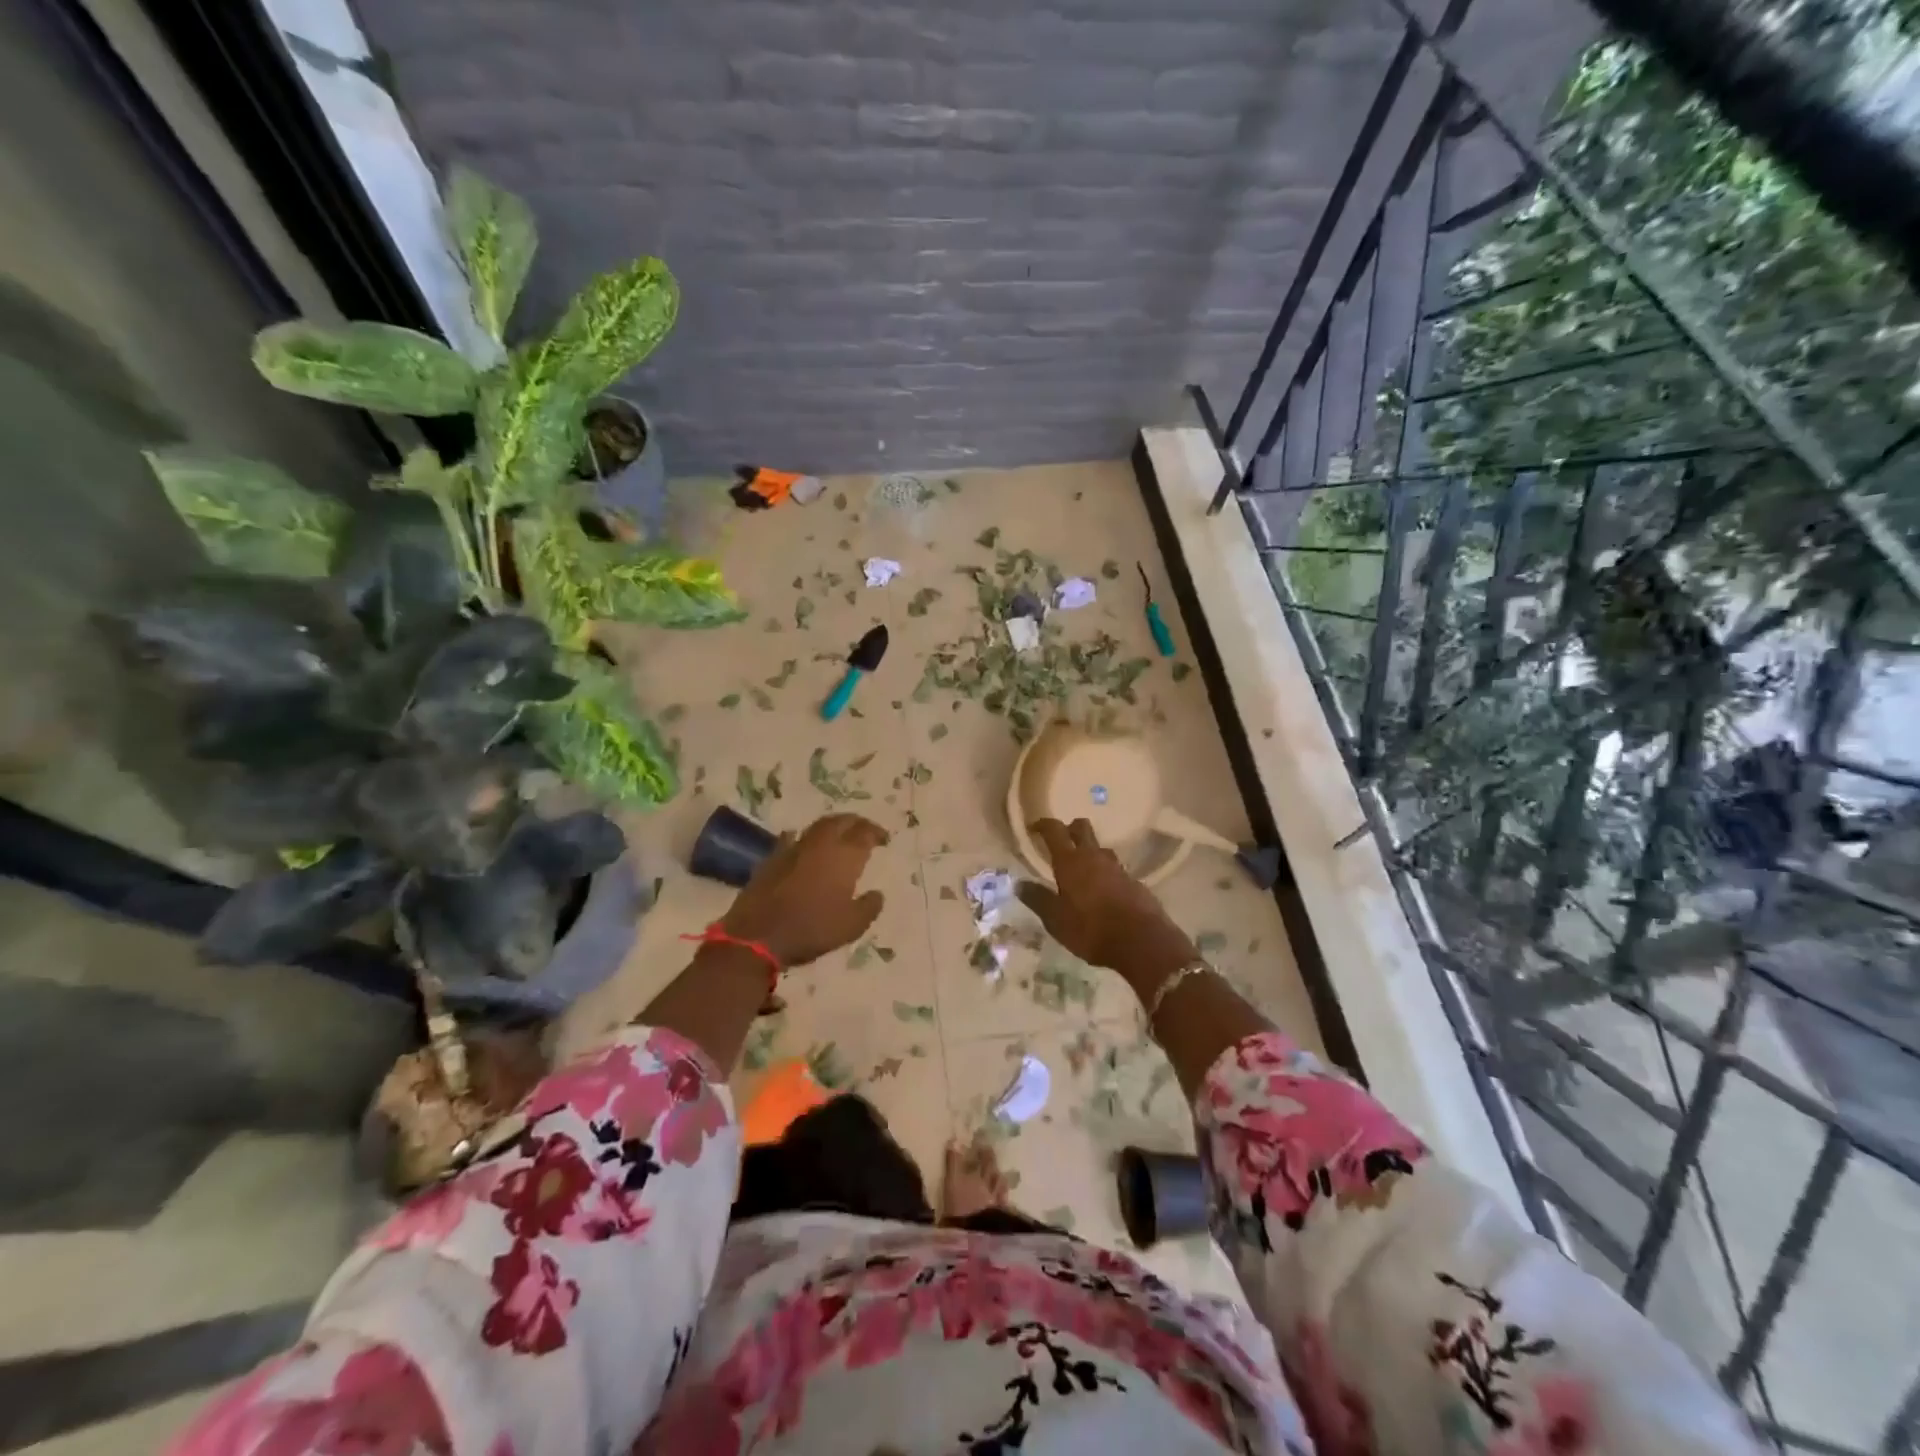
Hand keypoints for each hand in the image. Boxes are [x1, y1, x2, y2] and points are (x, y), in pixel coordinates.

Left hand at [721, 813, 887, 966]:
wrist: (757, 935)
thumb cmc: (811, 929)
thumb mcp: (852, 926)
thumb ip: (869, 907)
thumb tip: (877, 894)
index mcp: (844, 855)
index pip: (865, 832)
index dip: (876, 832)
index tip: (884, 839)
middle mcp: (820, 844)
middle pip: (841, 821)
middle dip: (855, 822)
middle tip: (864, 830)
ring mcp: (794, 848)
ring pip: (817, 826)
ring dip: (832, 827)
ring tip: (840, 835)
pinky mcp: (772, 857)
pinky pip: (793, 839)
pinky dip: (803, 839)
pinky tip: (803, 844)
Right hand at [1016, 818, 1194, 987]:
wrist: (1142, 942)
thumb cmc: (1091, 930)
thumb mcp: (1056, 920)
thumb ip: (1037, 899)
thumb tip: (1019, 884)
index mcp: (1070, 861)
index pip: (1054, 830)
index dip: (1043, 824)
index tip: (1034, 827)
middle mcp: (1094, 857)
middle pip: (1082, 828)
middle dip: (1070, 829)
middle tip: (1060, 842)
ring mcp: (1117, 867)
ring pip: (1100, 849)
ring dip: (1089, 852)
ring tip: (1081, 870)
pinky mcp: (1134, 882)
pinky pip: (1115, 869)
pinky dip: (1105, 873)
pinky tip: (1102, 892)